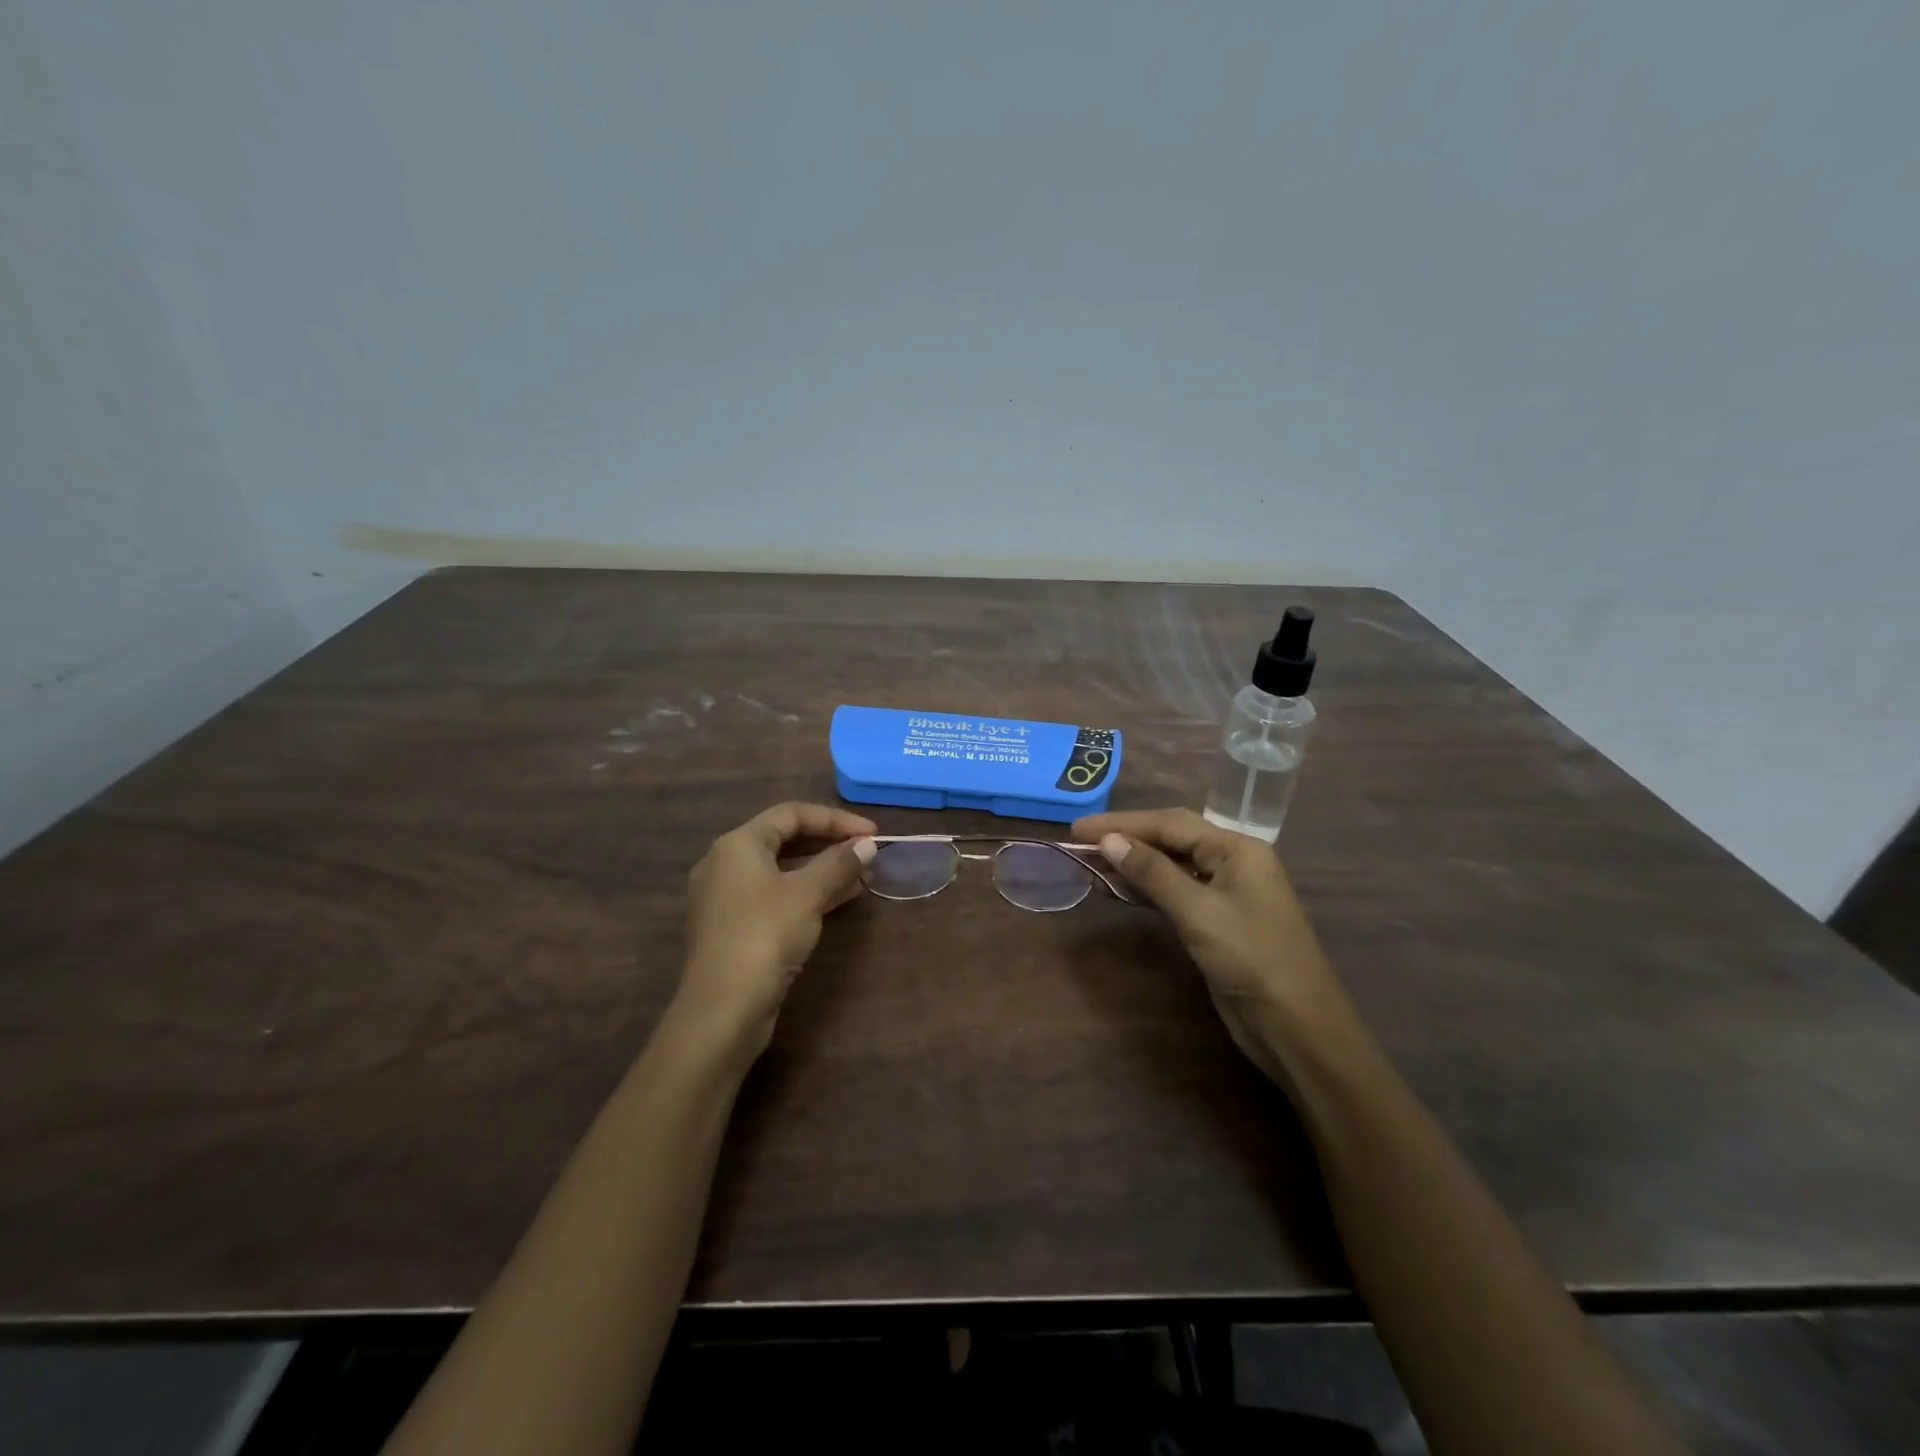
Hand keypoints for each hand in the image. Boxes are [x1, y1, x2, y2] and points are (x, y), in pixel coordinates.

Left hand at [679, 802, 876, 1053]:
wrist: (722, 1010)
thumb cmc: (764, 936)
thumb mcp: (807, 894)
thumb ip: (839, 863)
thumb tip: (867, 844)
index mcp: (737, 845)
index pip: (791, 814)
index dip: (835, 819)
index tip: (872, 834)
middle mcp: (726, 864)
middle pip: (785, 840)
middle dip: (830, 845)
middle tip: (868, 854)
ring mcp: (728, 899)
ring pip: (783, 871)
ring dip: (823, 871)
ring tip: (863, 878)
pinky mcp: (735, 928)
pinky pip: (776, 897)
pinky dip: (808, 894)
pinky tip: (840, 900)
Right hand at [1073, 808, 1354, 1083]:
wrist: (1297, 1028)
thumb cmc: (1252, 960)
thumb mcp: (1198, 912)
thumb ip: (1153, 873)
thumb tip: (1109, 840)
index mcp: (1236, 849)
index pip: (1170, 823)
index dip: (1122, 824)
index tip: (1077, 828)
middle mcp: (1232, 862)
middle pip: (1171, 837)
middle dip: (1127, 837)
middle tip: (1081, 841)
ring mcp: (1226, 892)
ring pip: (1171, 865)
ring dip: (1133, 863)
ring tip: (1091, 863)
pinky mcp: (1217, 921)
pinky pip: (1175, 891)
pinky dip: (1146, 888)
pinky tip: (1119, 890)